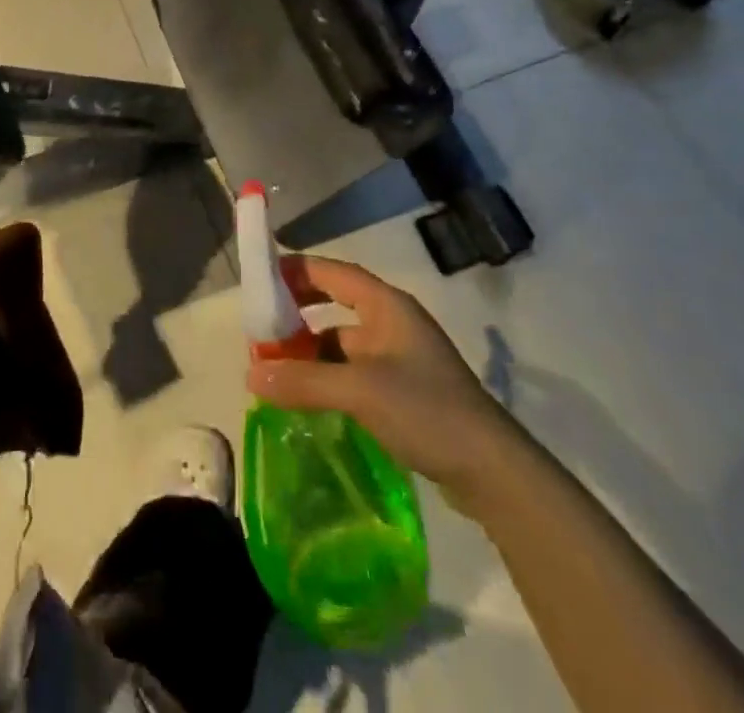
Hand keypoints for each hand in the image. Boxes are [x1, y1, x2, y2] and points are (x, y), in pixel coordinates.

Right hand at [246, 255, 517, 511]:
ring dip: (310, 351)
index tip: (261, 279)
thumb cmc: (427, 410)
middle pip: (335, 304)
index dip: (297, 271)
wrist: (493, 472)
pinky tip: (306, 397)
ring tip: (274, 367)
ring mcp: (399, 358)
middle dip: (298, 313)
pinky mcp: (403, 391)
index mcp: (387, 306)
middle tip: (262, 327)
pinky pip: (353, 371)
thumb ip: (304, 381)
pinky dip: (327, 377)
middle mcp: (392, 323)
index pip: (333, 272)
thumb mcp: (360, 391)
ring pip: (342, 342)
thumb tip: (250, 373)